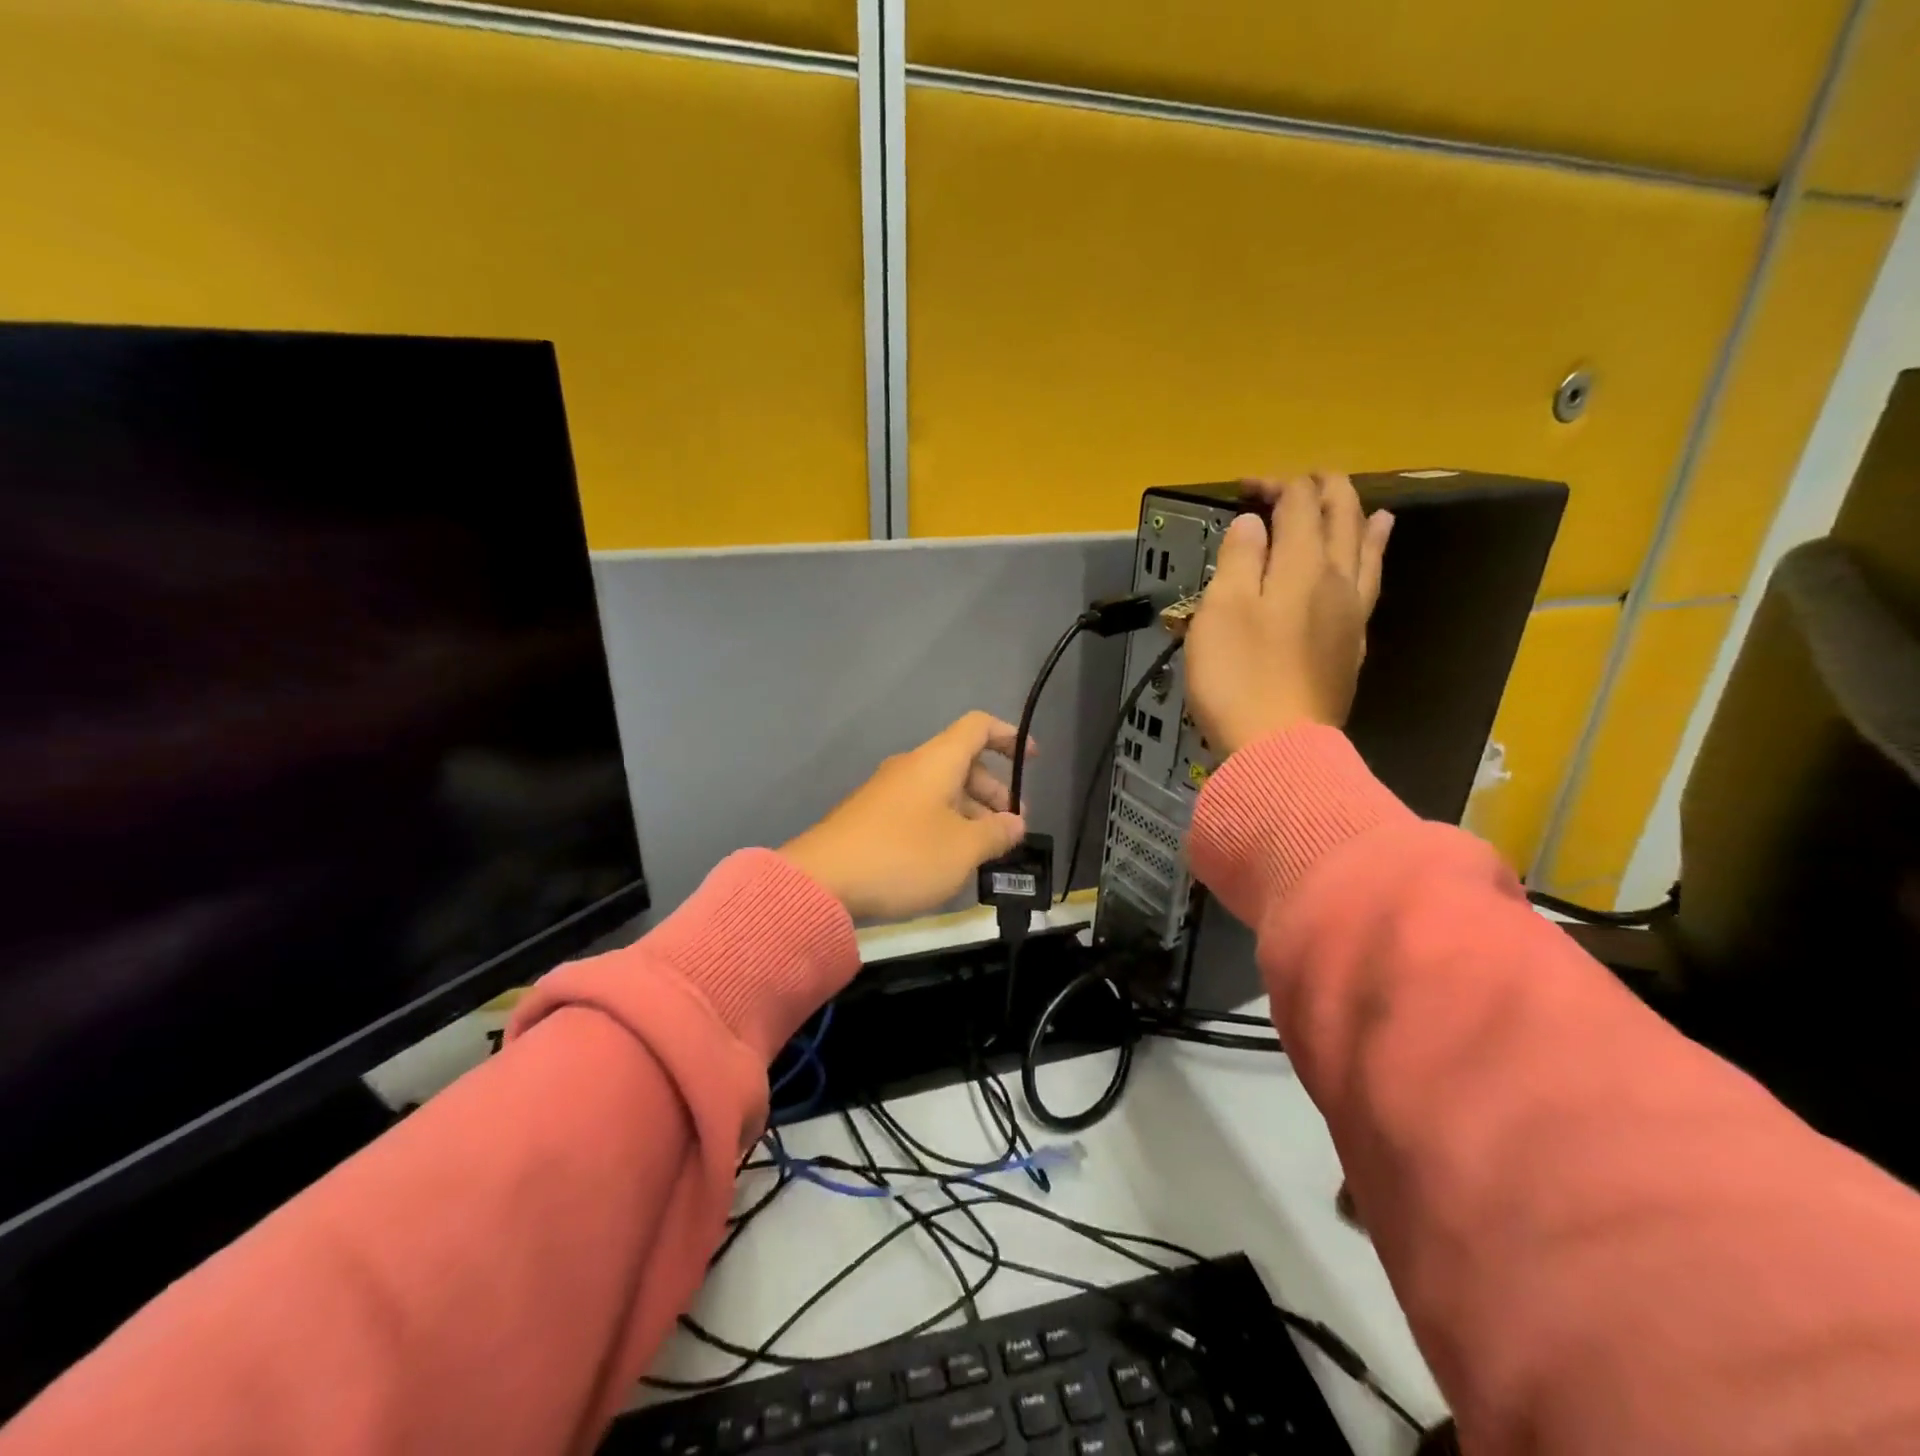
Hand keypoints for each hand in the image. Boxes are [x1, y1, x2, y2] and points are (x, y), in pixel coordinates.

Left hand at [781, 712, 1028, 920]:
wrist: (823, 881)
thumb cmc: (904, 855)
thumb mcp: (963, 849)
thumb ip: (996, 833)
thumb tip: (1014, 823)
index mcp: (936, 761)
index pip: (978, 727)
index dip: (1009, 736)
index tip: (1032, 760)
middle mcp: (911, 767)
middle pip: (962, 763)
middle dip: (993, 791)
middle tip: (1011, 827)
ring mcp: (887, 793)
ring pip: (941, 791)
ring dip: (969, 813)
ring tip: (985, 851)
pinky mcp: (871, 819)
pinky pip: (919, 810)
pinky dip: (943, 825)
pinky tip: (949, 861)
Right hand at [1185, 473, 1392, 756]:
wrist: (1278, 748)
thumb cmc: (1238, 677)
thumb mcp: (1221, 611)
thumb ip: (1239, 559)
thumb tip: (1255, 524)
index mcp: (1301, 566)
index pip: (1298, 503)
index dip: (1276, 484)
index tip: (1243, 488)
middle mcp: (1337, 580)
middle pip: (1339, 519)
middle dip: (1319, 491)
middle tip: (1295, 483)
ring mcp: (1352, 615)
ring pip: (1365, 550)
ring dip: (1357, 518)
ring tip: (1359, 504)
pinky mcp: (1352, 647)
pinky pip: (1370, 584)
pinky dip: (1373, 556)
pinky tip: (1372, 556)